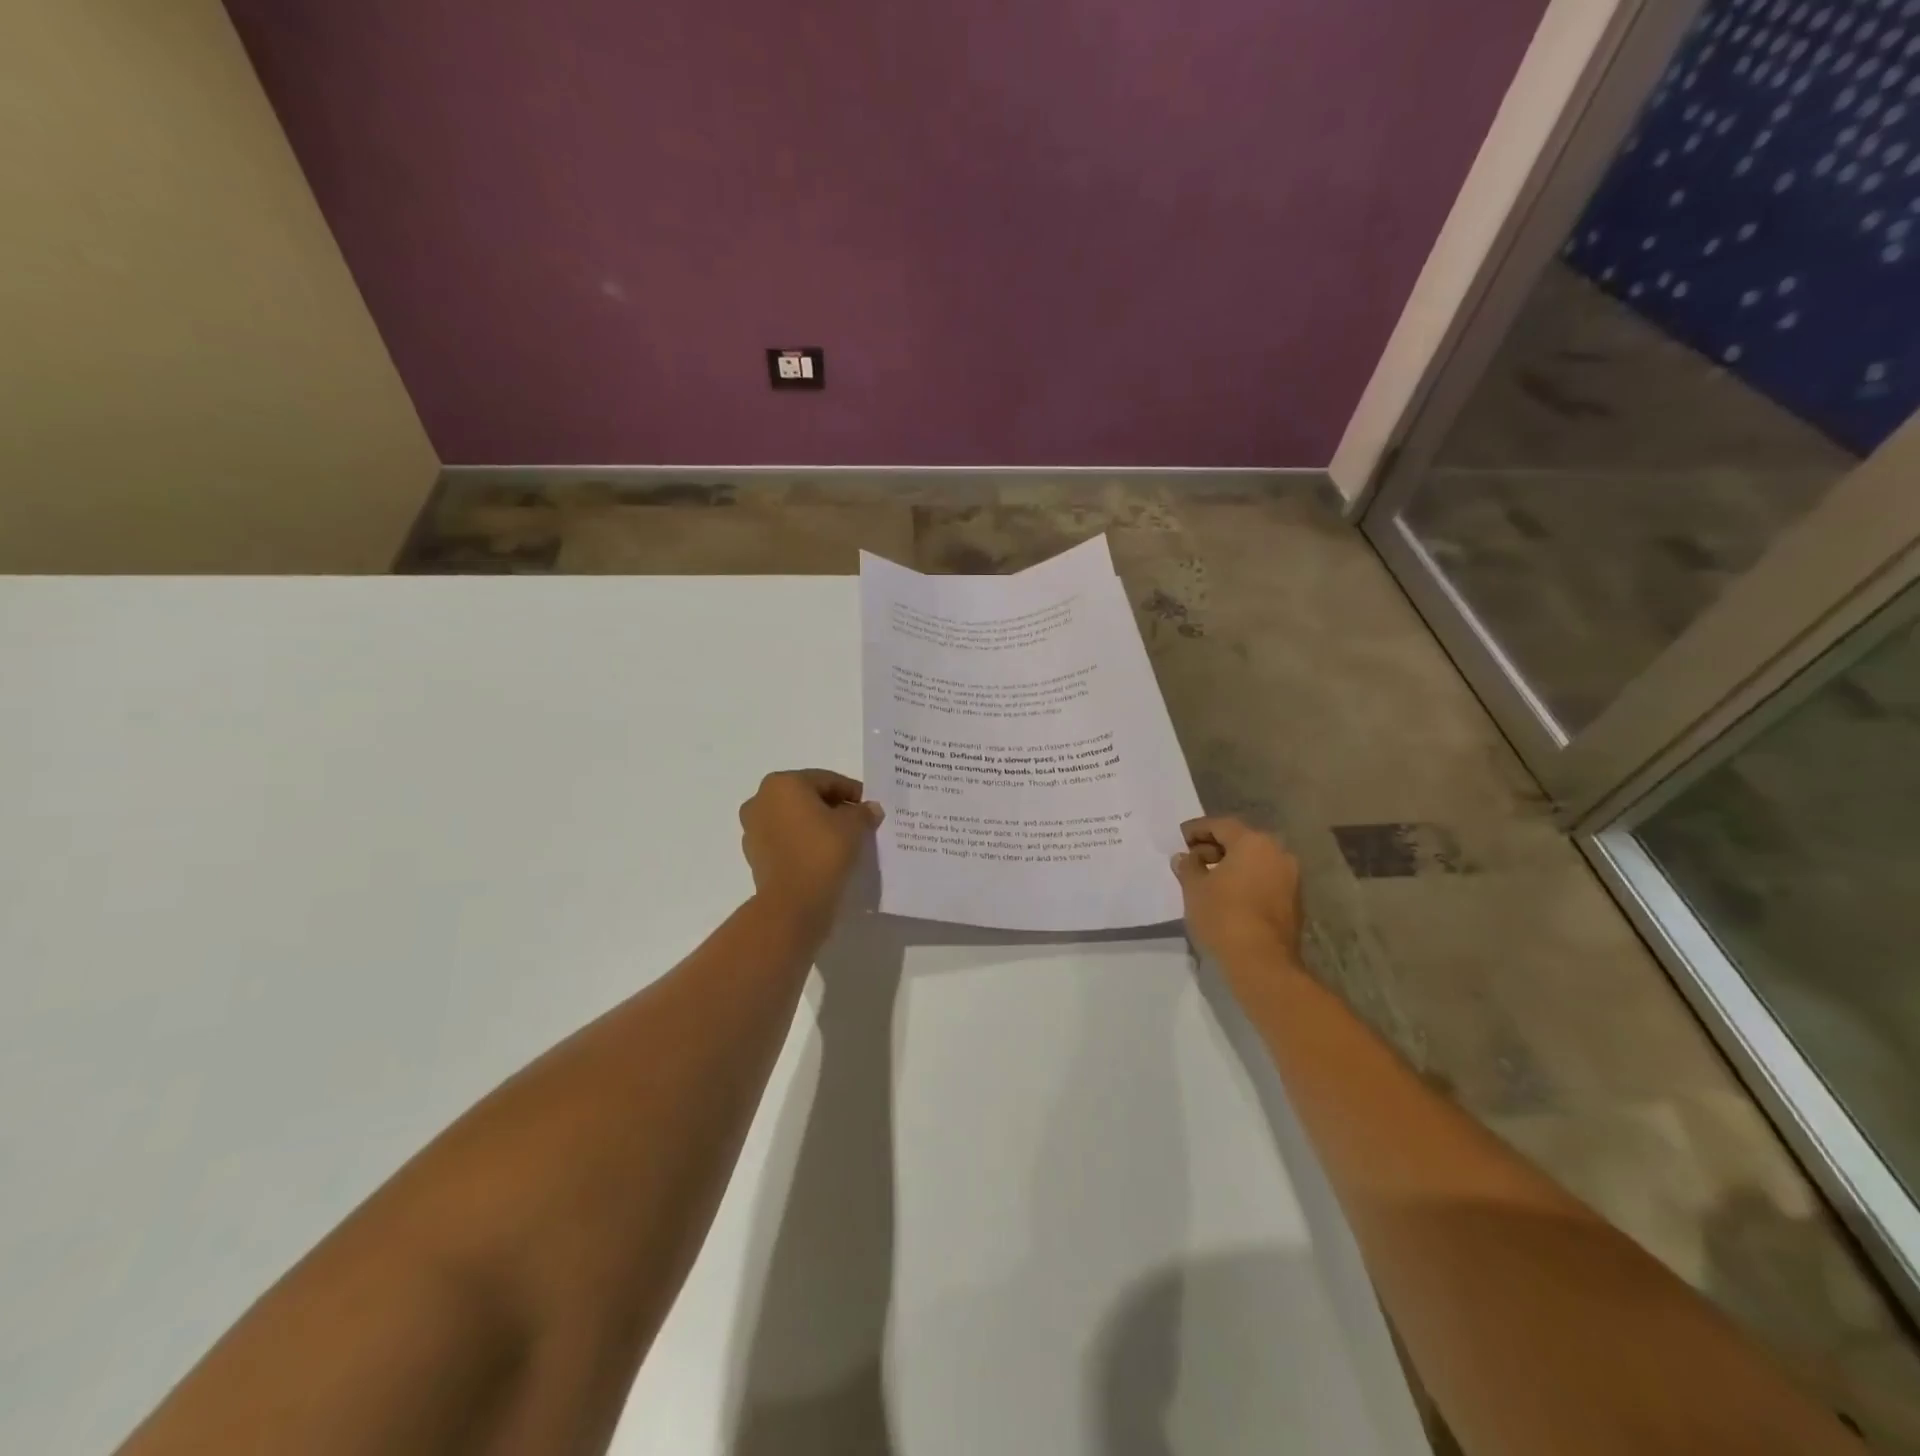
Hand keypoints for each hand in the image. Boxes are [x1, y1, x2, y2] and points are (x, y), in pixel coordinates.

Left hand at [739, 769, 883, 933]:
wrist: (793, 902)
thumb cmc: (822, 851)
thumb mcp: (854, 826)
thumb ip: (863, 812)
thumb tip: (870, 809)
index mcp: (783, 783)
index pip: (826, 780)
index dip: (852, 792)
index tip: (869, 806)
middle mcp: (761, 799)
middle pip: (806, 797)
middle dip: (832, 807)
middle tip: (857, 821)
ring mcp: (753, 828)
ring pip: (794, 819)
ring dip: (816, 824)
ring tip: (841, 840)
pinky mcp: (754, 854)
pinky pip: (785, 840)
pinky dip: (803, 842)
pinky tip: (822, 855)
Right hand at [1171, 816, 1303, 970]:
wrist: (1262, 963)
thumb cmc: (1223, 916)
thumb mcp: (1194, 888)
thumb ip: (1188, 866)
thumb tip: (1184, 857)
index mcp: (1254, 842)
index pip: (1221, 825)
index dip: (1197, 829)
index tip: (1180, 838)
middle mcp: (1278, 853)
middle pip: (1241, 841)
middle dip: (1215, 847)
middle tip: (1192, 858)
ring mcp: (1291, 878)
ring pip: (1255, 862)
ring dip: (1231, 865)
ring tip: (1207, 879)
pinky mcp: (1294, 902)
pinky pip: (1265, 880)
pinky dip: (1246, 881)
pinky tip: (1227, 896)